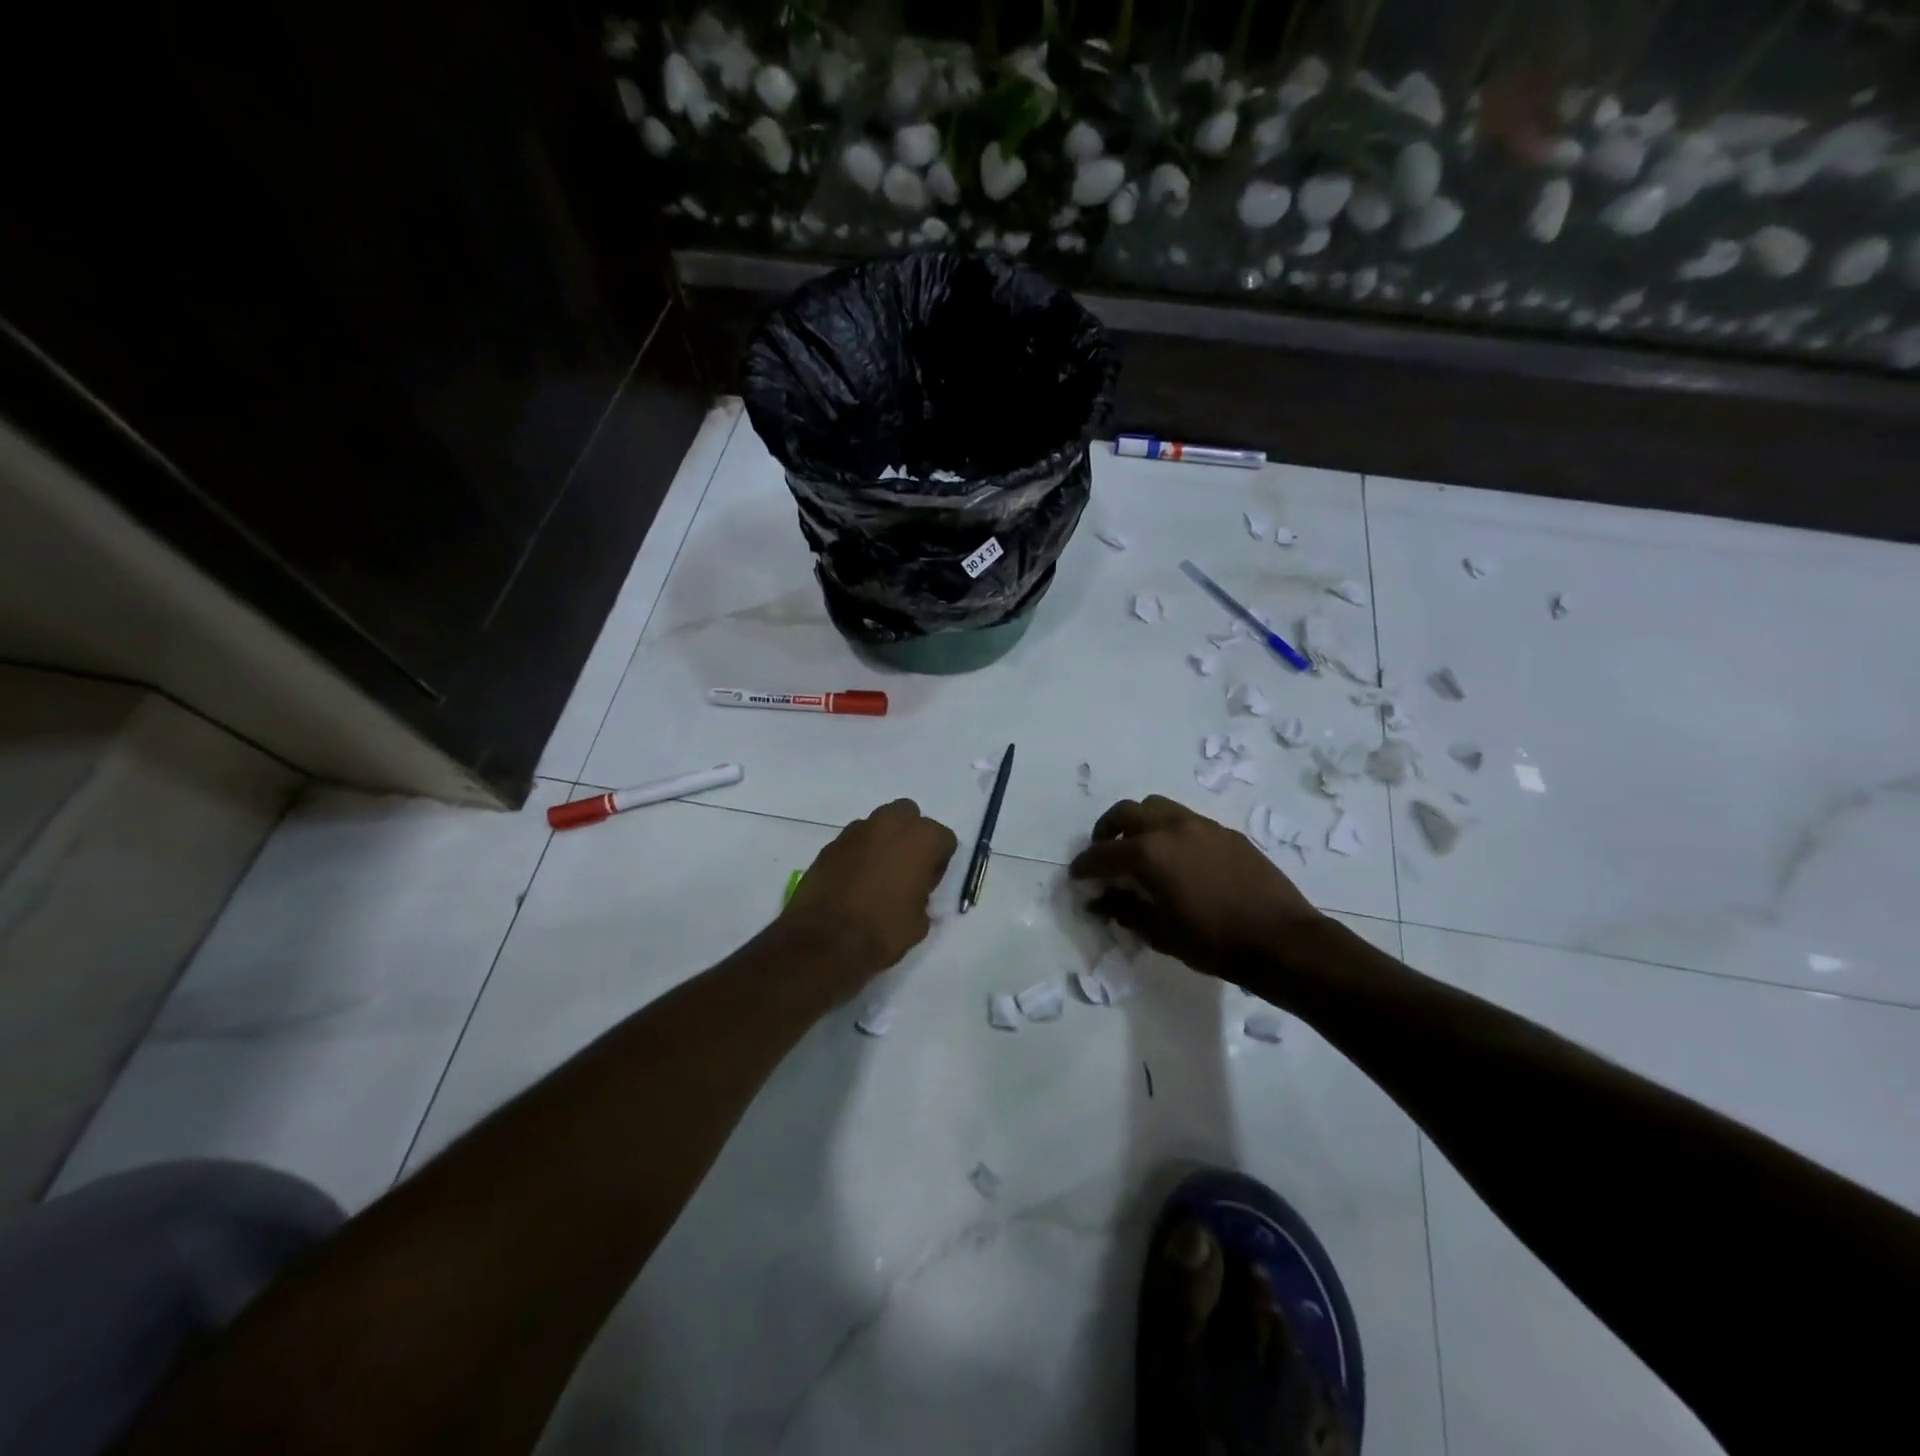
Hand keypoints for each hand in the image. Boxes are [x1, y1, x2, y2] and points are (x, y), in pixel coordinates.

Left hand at [778, 799, 957, 993]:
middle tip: (906, 867)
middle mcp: (891, 824)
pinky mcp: (831, 843)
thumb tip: (914, 893)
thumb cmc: (883, 930)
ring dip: (882, 841)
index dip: (938, 862)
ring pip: (879, 824)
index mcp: (922, 839)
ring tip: (877, 873)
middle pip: (909, 816)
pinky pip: (854, 841)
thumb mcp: (920, 921)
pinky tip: (854, 880)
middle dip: (910, 836)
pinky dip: (858, 853)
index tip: (929, 882)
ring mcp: (857, 830)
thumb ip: (923, 896)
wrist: (825, 941)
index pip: (944, 839)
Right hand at [1069, 795, 1320, 979]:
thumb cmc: (1214, 942)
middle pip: (1127, 812)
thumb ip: (1126, 911)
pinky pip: (1187, 821)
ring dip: (1140, 823)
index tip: (1077, 876)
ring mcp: (1202, 825)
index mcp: (1150, 853)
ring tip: (1140, 849)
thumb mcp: (1161, 933)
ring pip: (1158, 807)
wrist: (1282, 940)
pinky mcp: (1227, 833)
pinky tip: (1179, 859)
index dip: (1085, 866)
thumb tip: (1100, 901)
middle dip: (1107, 831)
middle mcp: (1171, 828)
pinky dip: (1170, 831)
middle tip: (1104, 853)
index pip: (1103, 854)